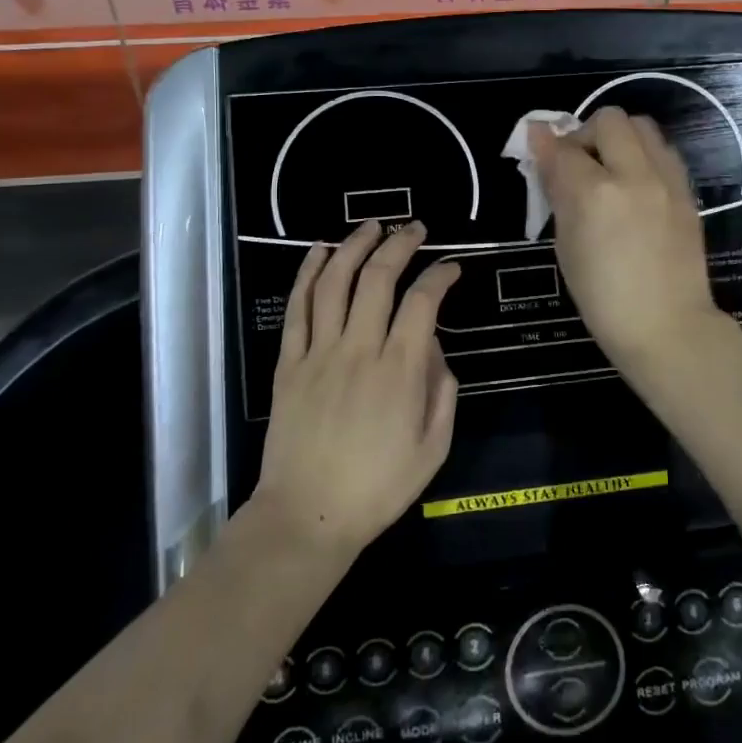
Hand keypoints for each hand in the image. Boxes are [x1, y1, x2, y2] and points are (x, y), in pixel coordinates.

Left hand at [255, 221, 460, 556]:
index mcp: (400, 370)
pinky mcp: (289, 363)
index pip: (423, 302)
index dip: (440, 275)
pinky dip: (307, 274)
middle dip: (400, 245)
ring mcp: (319, 353)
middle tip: (414, 229)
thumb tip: (434, 348)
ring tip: (371, 226)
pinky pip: (298, 308)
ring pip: (335, 282)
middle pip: (378, 279)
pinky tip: (319, 251)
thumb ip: (443, 391)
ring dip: (354, 246)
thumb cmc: (378, 487)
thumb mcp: (434, 447)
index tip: (452, 267)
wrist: (307, 516)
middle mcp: (359, 349)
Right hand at [529, 107, 724, 374]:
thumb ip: (557, 190)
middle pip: (610, 120)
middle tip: (579, 164)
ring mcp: (667, 181)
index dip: (546, 146)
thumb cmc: (603, 298)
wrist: (667, 326)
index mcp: (596, 194)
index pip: (564, 148)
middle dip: (586, 133)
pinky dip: (643, 155)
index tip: (538, 149)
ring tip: (610, 171)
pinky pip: (663, 152)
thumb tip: (542, 147)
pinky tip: (635, 186)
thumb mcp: (566, 246)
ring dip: (619, 138)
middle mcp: (635, 175)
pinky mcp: (687, 192)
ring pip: (643, 127)